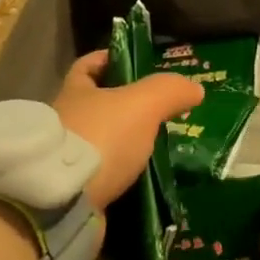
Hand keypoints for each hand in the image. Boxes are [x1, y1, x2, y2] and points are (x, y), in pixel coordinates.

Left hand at [53, 49, 203, 210]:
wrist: (64, 200)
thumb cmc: (100, 137)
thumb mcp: (143, 104)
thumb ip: (169, 91)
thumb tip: (195, 89)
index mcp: (74, 93)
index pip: (88, 66)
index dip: (109, 59)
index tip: (134, 63)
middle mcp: (64, 123)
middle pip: (96, 107)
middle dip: (125, 108)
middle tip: (159, 113)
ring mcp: (65, 160)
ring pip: (101, 144)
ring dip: (125, 147)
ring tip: (159, 150)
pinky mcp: (71, 193)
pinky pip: (102, 179)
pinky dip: (122, 179)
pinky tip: (146, 181)